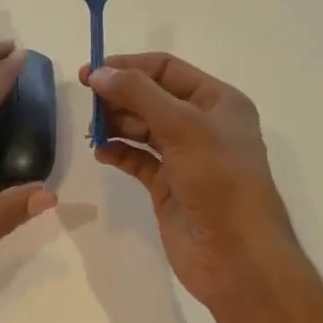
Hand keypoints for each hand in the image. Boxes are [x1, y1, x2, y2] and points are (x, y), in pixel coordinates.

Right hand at [80, 52, 300, 309]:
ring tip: (90, 129)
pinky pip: (137, 159)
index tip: (91, 73)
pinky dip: (118, 151)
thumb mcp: (182, 127)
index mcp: (218, 101)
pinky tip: (100, 152)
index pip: (166, 69)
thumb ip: (138, 94)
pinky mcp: (168, 185)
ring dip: (115, 123)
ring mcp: (184, 157)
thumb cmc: (219, 181)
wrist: (237, 256)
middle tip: (84, 102)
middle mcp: (202, 124)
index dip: (128, 66)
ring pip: (142, 127)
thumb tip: (98, 73)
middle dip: (118, 95)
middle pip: (151, 96)